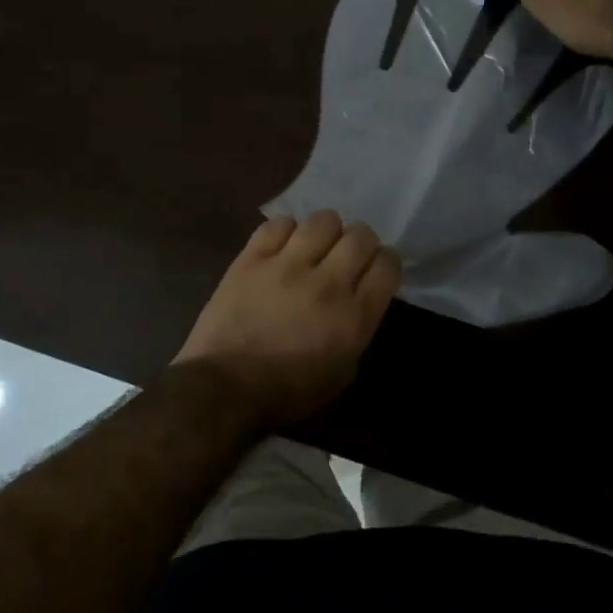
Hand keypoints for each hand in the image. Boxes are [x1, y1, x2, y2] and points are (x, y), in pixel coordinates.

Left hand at [176, 210, 401, 427]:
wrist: (224, 388)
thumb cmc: (287, 392)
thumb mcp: (342, 373)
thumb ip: (358, 329)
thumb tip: (359, 298)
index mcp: (353, 316)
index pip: (387, 265)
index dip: (387, 262)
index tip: (377, 268)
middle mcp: (326, 283)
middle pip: (360, 236)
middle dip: (361, 242)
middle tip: (348, 255)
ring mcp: (287, 266)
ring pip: (323, 220)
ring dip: (326, 231)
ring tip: (316, 246)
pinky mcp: (252, 258)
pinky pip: (279, 224)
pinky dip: (287, 231)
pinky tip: (283, 247)